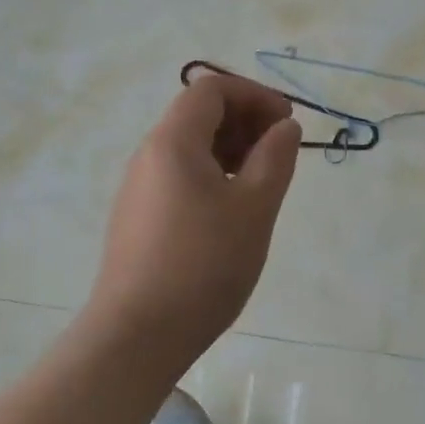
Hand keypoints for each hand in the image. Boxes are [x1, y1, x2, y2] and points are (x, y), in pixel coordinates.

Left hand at [89, 73, 301, 357]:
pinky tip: (231, 212)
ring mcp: (138, 188)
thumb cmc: (204, 264)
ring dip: (230, 150)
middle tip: (280, 153)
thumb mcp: (254, 207)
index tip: (287, 123)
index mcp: (172, 141)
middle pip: (197, 114)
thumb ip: (275, 158)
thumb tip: (284, 127)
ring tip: (262, 184)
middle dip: (244, 121)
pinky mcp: (137, 218)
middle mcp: (148, 155)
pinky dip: (211, 175)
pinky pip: (178, 177)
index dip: (254, 95)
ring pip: (188, 148)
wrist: (138, 334)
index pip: (211, 89)